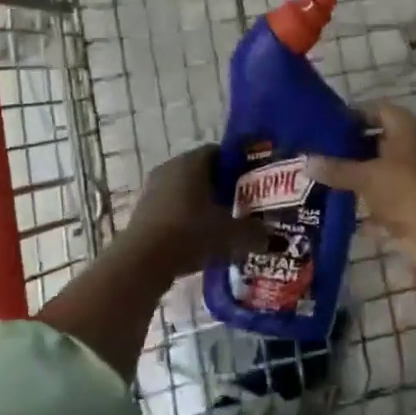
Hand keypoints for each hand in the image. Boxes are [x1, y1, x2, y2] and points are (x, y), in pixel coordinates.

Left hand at [114, 146, 266, 280]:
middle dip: (221, 187)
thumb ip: (254, 233)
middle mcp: (171, 167)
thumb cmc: (190, 233)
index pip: (219, 153)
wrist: (142, 261)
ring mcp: (153, 188)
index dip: (237, 166)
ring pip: (185, 190)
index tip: (252, 183)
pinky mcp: (142, 211)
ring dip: (201, 204)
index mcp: (192, 161)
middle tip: (241, 205)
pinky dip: (185, 218)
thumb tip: (273, 238)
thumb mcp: (230, 235)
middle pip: (201, 171)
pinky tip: (198, 239)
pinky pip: (171, 207)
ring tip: (221, 225)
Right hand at [308, 104, 415, 253]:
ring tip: (327, 181)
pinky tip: (344, 212)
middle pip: (381, 141)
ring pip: (384, 172)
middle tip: (322, 155)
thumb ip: (336, 169)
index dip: (353, 117)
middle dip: (353, 149)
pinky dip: (370, 205)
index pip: (378, 110)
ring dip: (360, 178)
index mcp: (409, 128)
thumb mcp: (365, 176)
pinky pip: (388, 199)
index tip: (327, 128)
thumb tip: (306, 162)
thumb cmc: (404, 190)